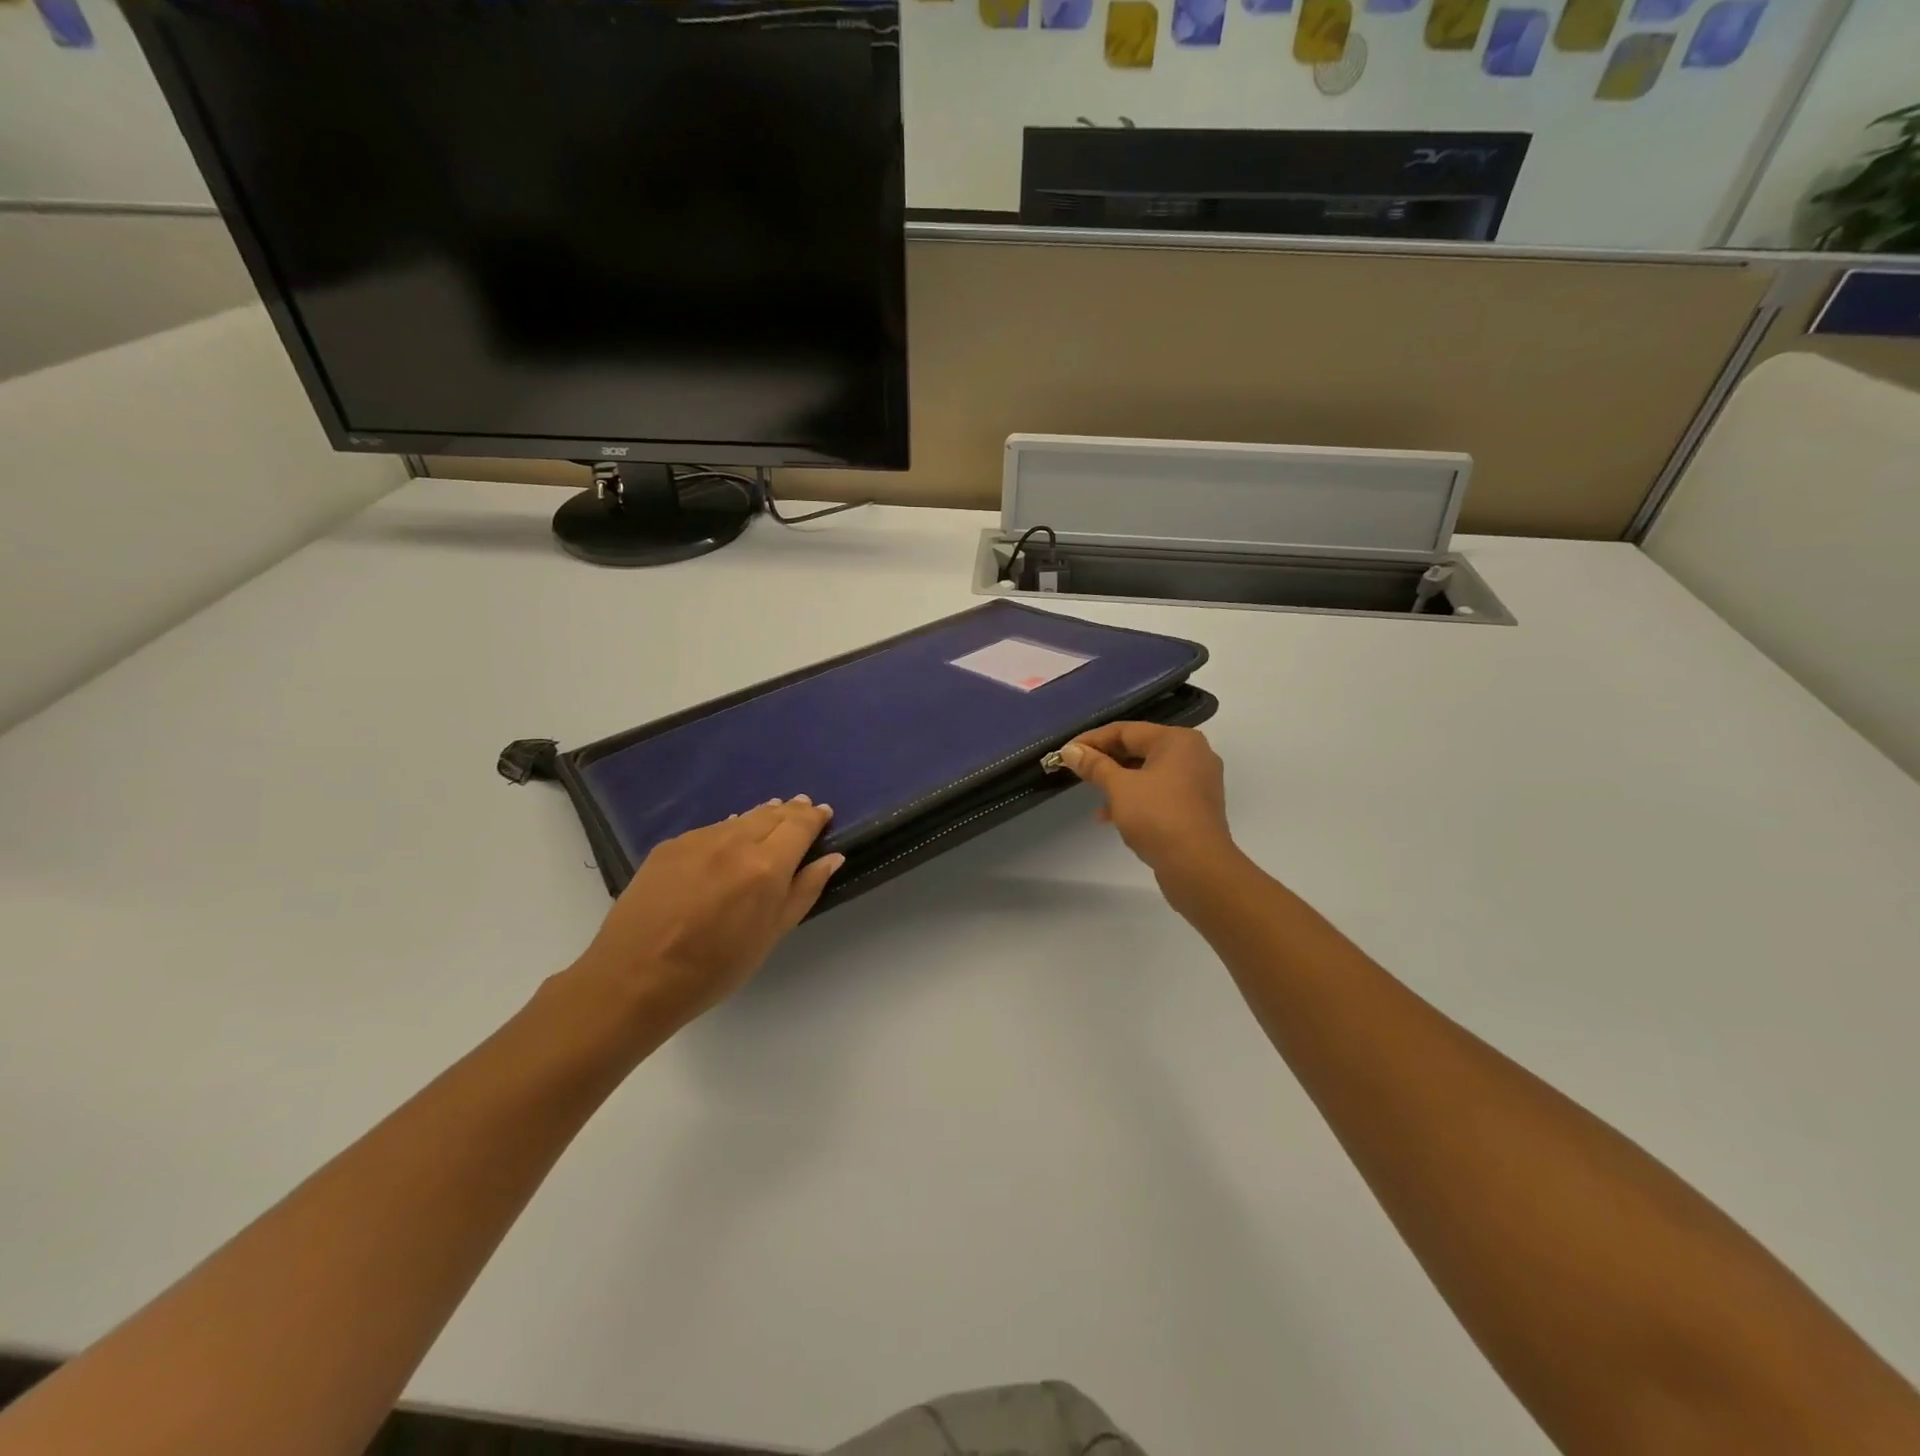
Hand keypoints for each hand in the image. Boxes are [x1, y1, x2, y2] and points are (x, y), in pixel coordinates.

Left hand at [572, 797, 841, 1027]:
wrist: (635, 978)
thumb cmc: (714, 968)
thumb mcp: (771, 935)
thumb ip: (804, 891)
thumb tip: (832, 858)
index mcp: (766, 866)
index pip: (800, 825)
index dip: (815, 816)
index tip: (824, 813)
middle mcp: (734, 841)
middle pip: (772, 814)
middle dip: (791, 811)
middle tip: (802, 809)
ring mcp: (698, 840)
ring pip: (740, 818)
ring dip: (761, 817)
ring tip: (771, 819)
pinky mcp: (670, 845)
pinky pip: (711, 830)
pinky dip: (729, 830)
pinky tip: (729, 843)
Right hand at [1060, 723, 1236, 882]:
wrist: (1198, 866)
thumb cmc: (1157, 816)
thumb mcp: (1119, 787)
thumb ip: (1094, 765)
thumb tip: (1070, 751)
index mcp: (1178, 740)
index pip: (1126, 730)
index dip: (1092, 740)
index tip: (1066, 752)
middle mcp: (1192, 755)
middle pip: (1139, 749)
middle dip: (1105, 761)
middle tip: (1076, 769)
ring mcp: (1197, 782)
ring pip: (1148, 773)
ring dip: (1118, 782)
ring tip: (1092, 794)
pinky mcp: (1195, 807)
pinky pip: (1159, 793)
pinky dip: (1135, 799)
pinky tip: (1110, 816)